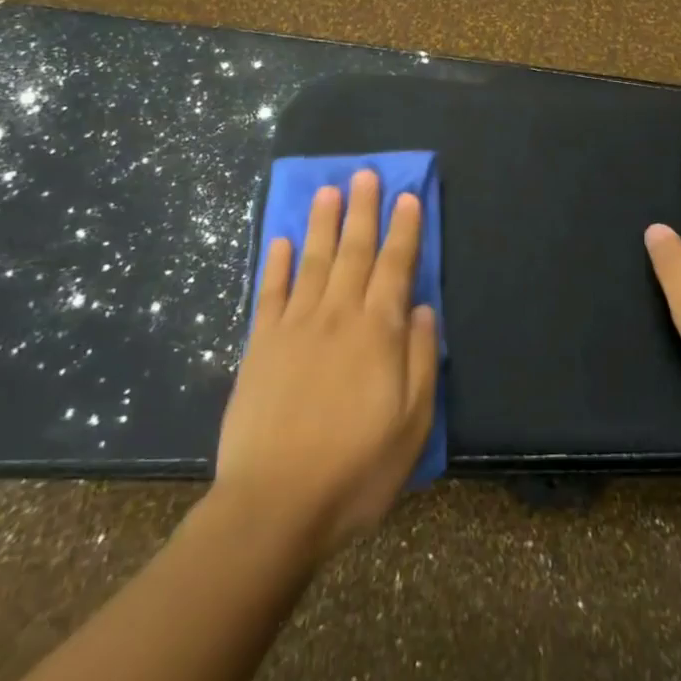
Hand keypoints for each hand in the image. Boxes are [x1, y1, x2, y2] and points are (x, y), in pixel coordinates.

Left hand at [213, 170, 438, 558]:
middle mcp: (337, 316)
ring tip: (328, 190)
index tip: (407, 196)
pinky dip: (276, 264)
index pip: (395, 267)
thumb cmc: (356, 470)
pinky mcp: (259, 346)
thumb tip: (421, 308)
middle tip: (366, 174)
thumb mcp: (412, 423)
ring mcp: (294, 327)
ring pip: (313, 261)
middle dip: (363, 210)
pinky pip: (270, 293)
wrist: (274, 507)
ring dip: (322, 223)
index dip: (403, 230)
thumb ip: (420, 359)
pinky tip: (280, 241)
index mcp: (377, 333)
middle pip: (354, 252)